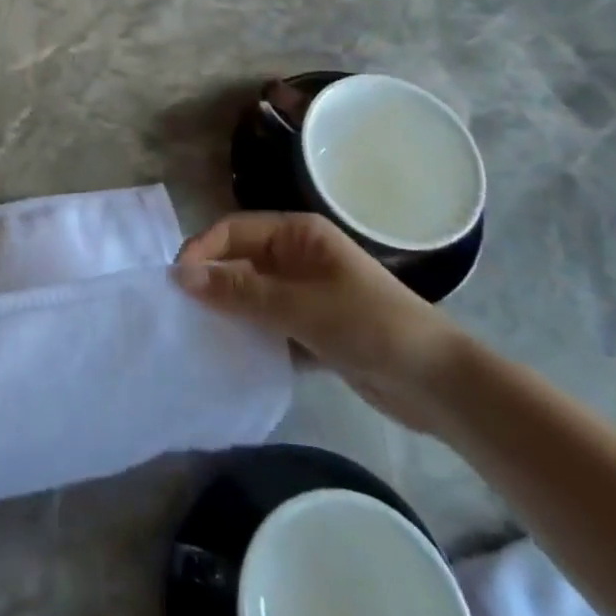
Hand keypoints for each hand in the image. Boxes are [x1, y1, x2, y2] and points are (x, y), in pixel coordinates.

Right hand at [175, 212, 466, 432]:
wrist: (439, 385)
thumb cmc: (371, 326)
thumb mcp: (300, 306)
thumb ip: (240, 292)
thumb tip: (181, 276)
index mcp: (298, 234)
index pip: (235, 230)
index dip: (203, 250)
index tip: (175, 281)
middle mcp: (297, 256)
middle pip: (239, 259)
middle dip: (211, 280)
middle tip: (178, 309)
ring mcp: (304, 292)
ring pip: (250, 292)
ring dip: (226, 309)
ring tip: (194, 331)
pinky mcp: (310, 326)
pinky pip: (266, 321)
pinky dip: (248, 333)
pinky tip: (227, 351)